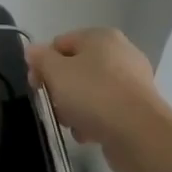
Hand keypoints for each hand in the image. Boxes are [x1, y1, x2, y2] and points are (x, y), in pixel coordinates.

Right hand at [25, 28, 171, 171]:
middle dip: (60, 89)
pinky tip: (88, 134)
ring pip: (89, 91)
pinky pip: (106, 109)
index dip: (42, 64)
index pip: (59, 44)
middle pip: (75, 69)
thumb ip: (39, 57)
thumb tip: (33, 50)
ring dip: (74, 108)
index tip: (36, 85)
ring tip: (72, 123)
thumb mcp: (55, 71)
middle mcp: (120, 53)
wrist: (139, 134)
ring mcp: (132, 81)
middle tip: (53, 105)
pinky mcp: (138, 108)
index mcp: (101, 37)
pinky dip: (94, 120)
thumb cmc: (93, 94)